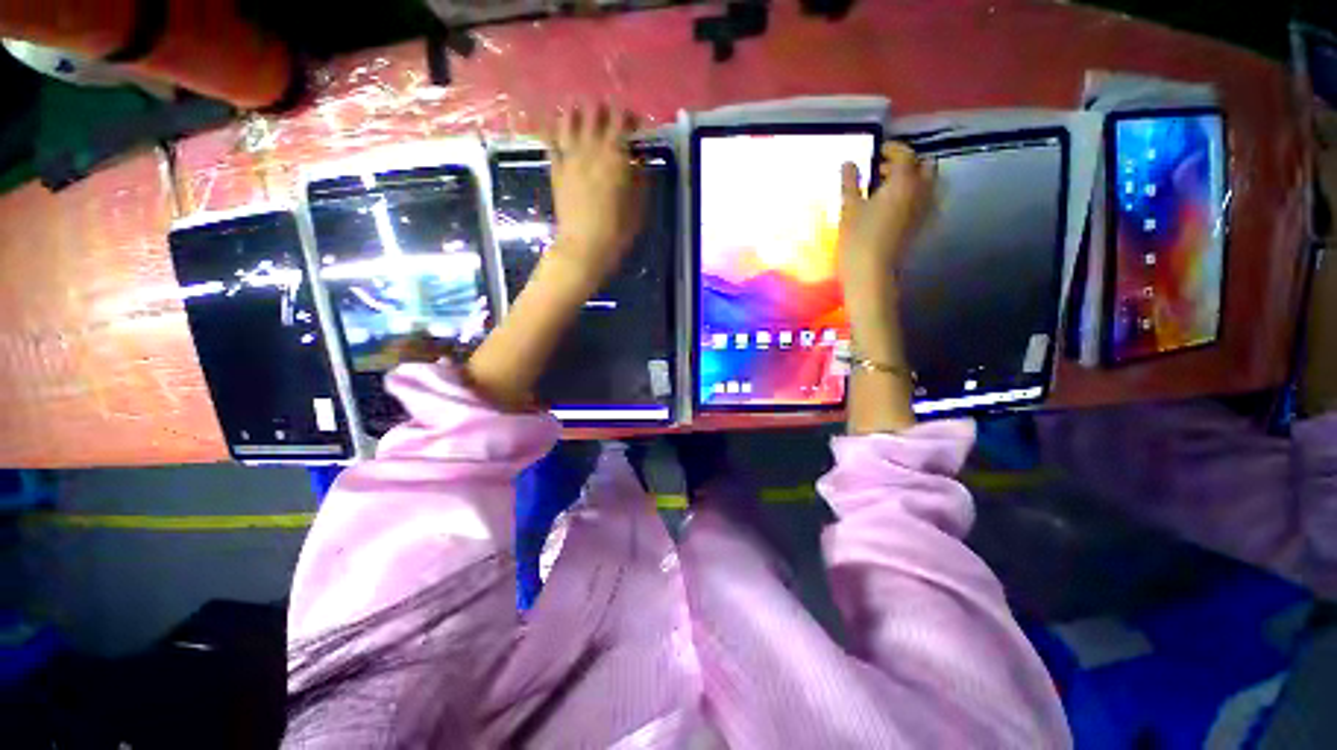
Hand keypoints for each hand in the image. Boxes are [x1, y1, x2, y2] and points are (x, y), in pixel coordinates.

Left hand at [544, 104, 645, 281]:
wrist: (584, 246)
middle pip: (594, 112)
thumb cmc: (617, 230)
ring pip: (568, 119)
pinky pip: (550, 141)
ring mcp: (569, 157)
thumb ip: (640, 179)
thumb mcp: (639, 206)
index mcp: (615, 155)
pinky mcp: (555, 169)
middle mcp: (590, 148)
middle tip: (610, 121)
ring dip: (577, 113)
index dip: (629, 116)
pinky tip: (559, 130)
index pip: (621, 120)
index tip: (635, 124)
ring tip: (582, 117)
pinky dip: (555, 131)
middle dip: (604, 111)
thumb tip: (638, 161)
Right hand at [837, 142, 935, 293]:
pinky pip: (924, 202)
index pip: (905, 154)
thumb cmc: (858, 239)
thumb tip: (849, 163)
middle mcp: (921, 192)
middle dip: (907, 163)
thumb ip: (851, 183)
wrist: (871, 274)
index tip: (876, 152)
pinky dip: (913, 197)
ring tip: (888, 189)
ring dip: (912, 180)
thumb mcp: (849, 208)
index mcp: (904, 182)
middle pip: (924, 166)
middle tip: (882, 171)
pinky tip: (894, 207)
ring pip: (928, 184)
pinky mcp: (921, 227)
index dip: (892, 149)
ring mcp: (924, 210)